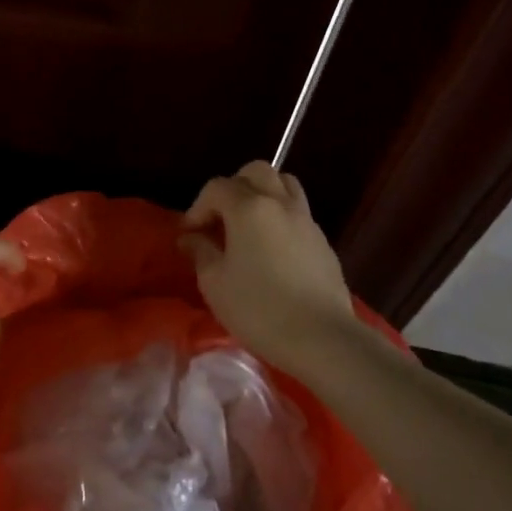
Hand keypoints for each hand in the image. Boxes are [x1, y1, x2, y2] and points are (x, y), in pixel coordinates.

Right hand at [180, 161, 359, 367]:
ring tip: (247, 226)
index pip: (216, 188)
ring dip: (261, 195)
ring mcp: (306, 220)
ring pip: (283, 185)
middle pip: (255, 172)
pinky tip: (270, 250)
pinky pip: (297, 212)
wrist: (322, 338)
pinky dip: (279, 218)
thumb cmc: (258, 308)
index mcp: (249, 207)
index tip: (189, 236)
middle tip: (220, 219)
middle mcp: (279, 203)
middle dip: (233, 188)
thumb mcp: (215, 283)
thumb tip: (192, 238)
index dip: (197, 208)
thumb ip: (201, 252)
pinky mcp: (322, 241)